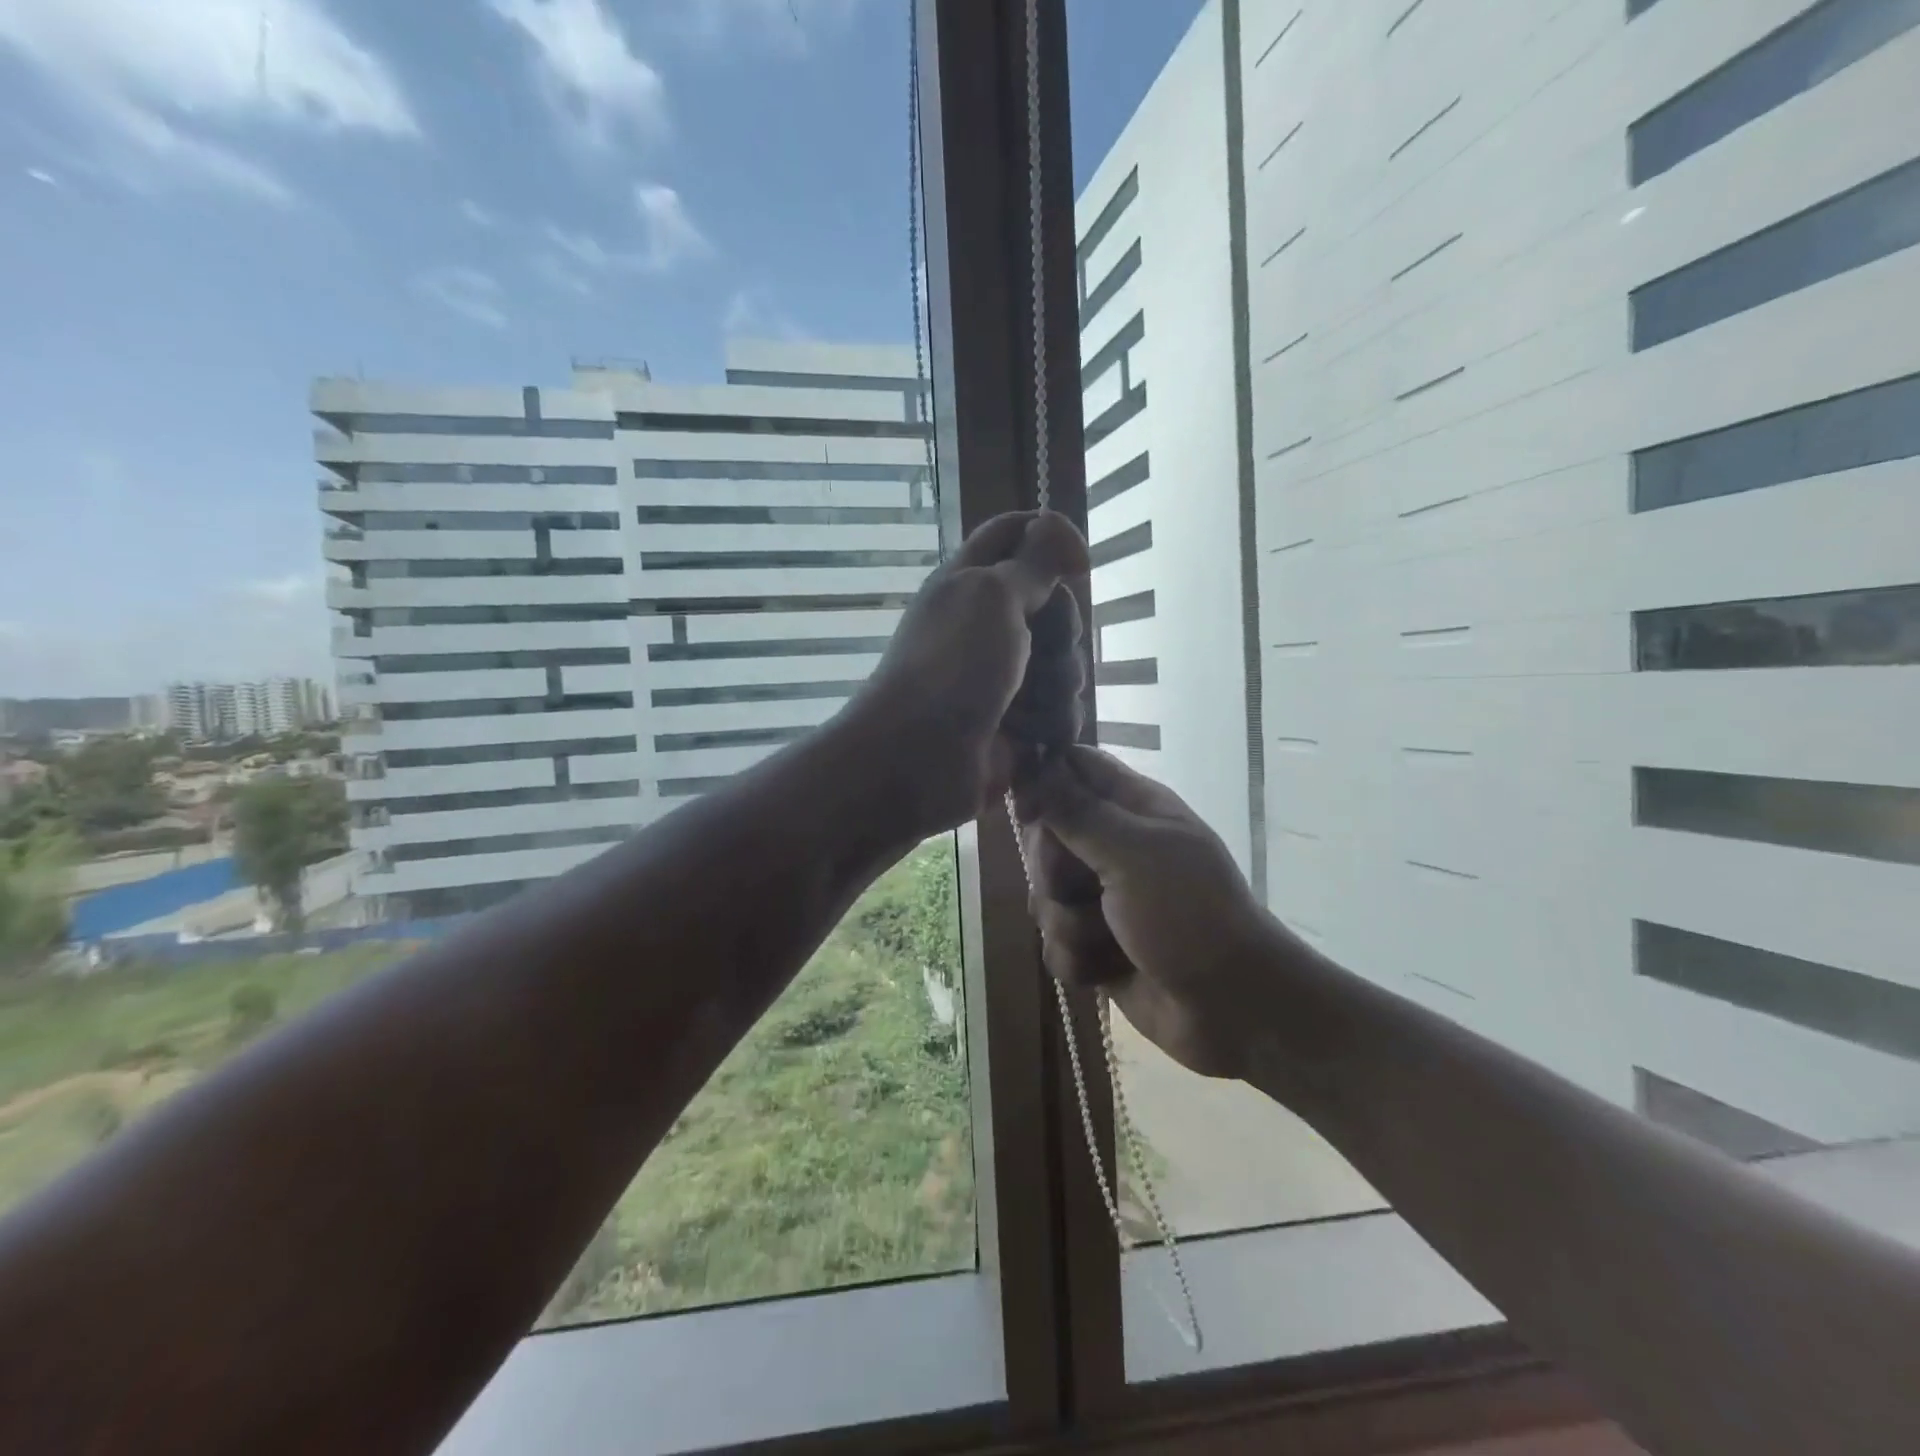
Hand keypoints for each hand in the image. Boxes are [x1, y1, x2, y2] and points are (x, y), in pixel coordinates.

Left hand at [850, 511, 1089, 835]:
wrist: (918, 760)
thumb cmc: (951, 668)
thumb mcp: (992, 596)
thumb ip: (1032, 561)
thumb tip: (1055, 526)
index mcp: (973, 582)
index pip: (1016, 535)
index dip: (1051, 537)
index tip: (1078, 564)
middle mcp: (990, 625)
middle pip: (1057, 608)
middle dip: (1061, 632)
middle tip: (1038, 650)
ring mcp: (1005, 677)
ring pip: (1066, 664)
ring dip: (1057, 687)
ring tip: (1024, 708)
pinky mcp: (1019, 724)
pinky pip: (1062, 712)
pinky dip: (1053, 725)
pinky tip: (1033, 738)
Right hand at [1016, 747, 1281, 1079]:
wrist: (1232, 1007)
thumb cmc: (1189, 914)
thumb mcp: (1133, 853)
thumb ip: (1077, 811)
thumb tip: (1033, 766)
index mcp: (1132, 809)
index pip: (1074, 768)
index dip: (1043, 780)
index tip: (1026, 809)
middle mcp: (1113, 848)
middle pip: (1046, 838)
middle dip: (1052, 871)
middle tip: (1080, 887)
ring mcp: (1103, 899)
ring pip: (1044, 896)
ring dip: (1068, 925)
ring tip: (1107, 940)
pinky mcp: (1094, 946)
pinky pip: (1054, 943)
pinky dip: (1078, 961)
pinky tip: (1107, 971)